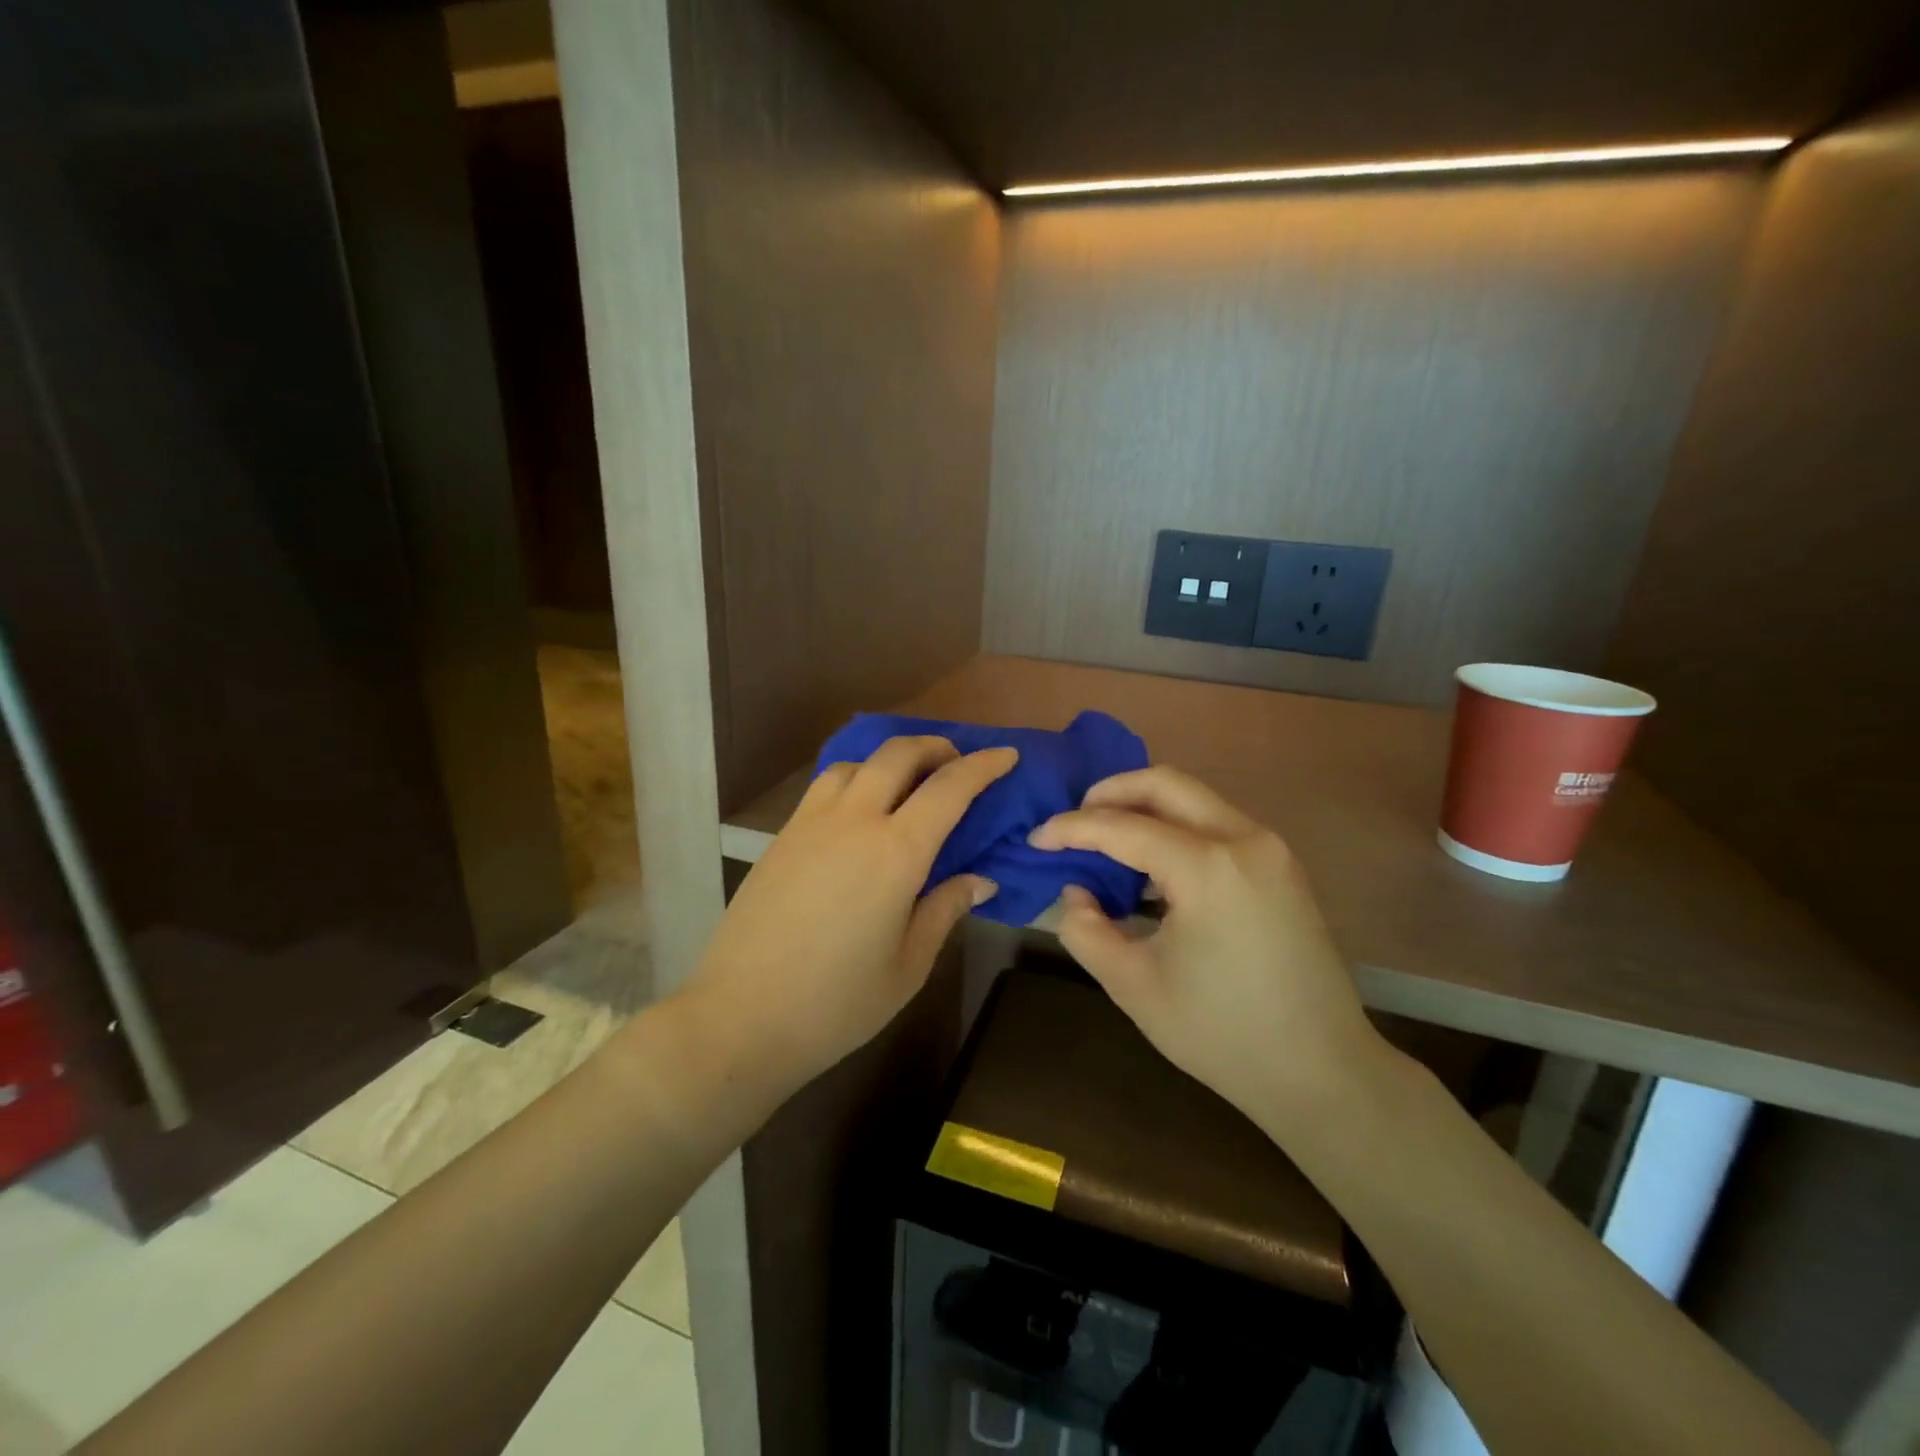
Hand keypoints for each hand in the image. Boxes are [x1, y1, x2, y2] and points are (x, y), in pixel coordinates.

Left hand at [682, 737, 1016, 1088]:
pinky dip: (855, 778)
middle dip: (935, 747)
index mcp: (896, 853)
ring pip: (856, 762)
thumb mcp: (909, 964)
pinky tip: (860, 809)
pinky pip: (825, 785)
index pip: (949, 788)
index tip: (1006, 755)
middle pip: (898, 754)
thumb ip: (944, 909)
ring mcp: (811, 823)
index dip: (983, 766)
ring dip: (890, 759)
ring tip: (907, 783)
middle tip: (957, 762)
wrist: (741, 1018)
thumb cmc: (837, 1003)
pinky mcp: (782, 836)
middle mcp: (854, 821)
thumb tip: (980, 880)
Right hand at [1030, 766, 1385, 1129]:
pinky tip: (1152, 866)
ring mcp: (1270, 849)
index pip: (1122, 827)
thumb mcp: (1133, 986)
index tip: (1036, 839)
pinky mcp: (1281, 866)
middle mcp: (1243, 839)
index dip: (1071, 829)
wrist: (1323, 1072)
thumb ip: (1086, 929)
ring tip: (1106, 841)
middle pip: (1165, 784)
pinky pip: (1216, 823)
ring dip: (1145, 808)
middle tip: (1073, 819)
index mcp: (1207, 868)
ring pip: (1194, 798)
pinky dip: (1176, 828)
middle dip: (1110, 792)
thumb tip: (1076, 892)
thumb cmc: (1222, 1034)